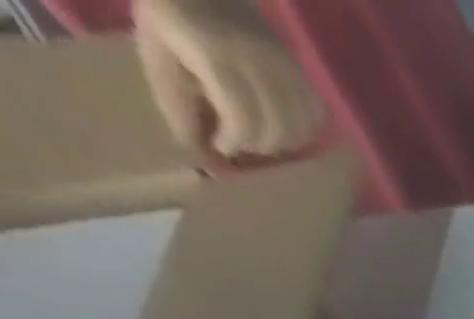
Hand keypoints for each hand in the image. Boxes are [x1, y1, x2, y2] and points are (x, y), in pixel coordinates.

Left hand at [133, 0, 325, 157]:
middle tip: (240, 141)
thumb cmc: (168, 15)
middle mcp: (258, 60)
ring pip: (302, 127)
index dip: (235, 139)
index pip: (241, 115)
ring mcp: (285, 63)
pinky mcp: (301, 68)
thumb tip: (197, 149)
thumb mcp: (157, 54)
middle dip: (259, 143)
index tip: (221, 145)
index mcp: (215, 53)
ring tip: (262, 134)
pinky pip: (316, 114)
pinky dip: (305, 129)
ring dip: (284, 141)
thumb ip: (175, 102)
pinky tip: (285, 126)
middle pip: (277, 127)